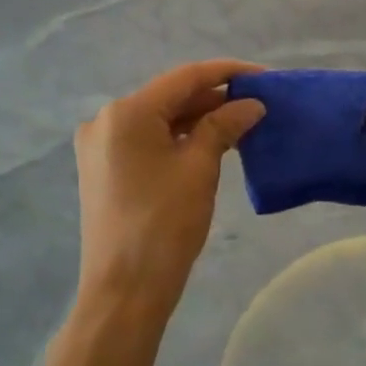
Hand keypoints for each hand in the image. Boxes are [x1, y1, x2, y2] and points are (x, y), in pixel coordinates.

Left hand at [74, 60, 264, 315]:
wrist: (124, 292)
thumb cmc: (164, 224)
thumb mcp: (199, 168)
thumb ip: (224, 125)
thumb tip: (251, 104)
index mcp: (126, 112)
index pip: (185, 78)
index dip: (227, 72)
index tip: (264, 76)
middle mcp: (106, 120)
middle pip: (169, 96)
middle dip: (214, 98)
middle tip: (257, 102)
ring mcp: (101, 146)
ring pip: (159, 119)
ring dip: (198, 118)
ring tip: (241, 122)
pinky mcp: (104, 168)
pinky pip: (147, 140)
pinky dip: (178, 138)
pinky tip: (211, 142)